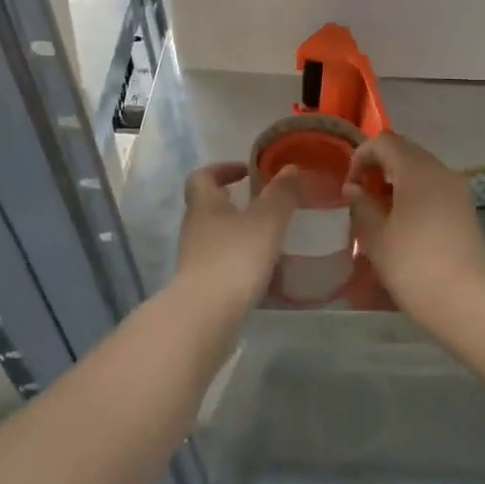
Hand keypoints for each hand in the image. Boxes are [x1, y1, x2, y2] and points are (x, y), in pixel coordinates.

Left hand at [174, 162, 300, 307]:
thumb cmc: (235, 257)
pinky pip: (221, 262)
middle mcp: (194, 228)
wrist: (206, 316)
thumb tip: (290, 167)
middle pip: (208, 206)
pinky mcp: (201, 286)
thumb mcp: (266, 221)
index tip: (246, 171)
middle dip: (233, 202)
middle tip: (262, 204)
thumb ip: (281, 194)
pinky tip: (262, 269)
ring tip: (269, 237)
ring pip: (215, 235)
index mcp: (204, 204)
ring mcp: (194, 258)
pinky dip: (239, 260)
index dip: (222, 169)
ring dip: (238, 232)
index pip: (202, 176)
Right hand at [343, 133, 484, 322]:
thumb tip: (354, 188)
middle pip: (405, 150)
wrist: (463, 300)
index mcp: (416, 170)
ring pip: (422, 168)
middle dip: (380, 165)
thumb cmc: (412, 264)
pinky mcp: (466, 207)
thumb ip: (362, 205)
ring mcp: (457, 188)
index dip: (362, 156)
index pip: (384, 142)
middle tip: (363, 195)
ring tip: (381, 210)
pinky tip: (405, 221)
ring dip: (398, 179)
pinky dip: (416, 191)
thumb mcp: (376, 236)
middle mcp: (440, 170)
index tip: (350, 185)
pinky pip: (435, 185)